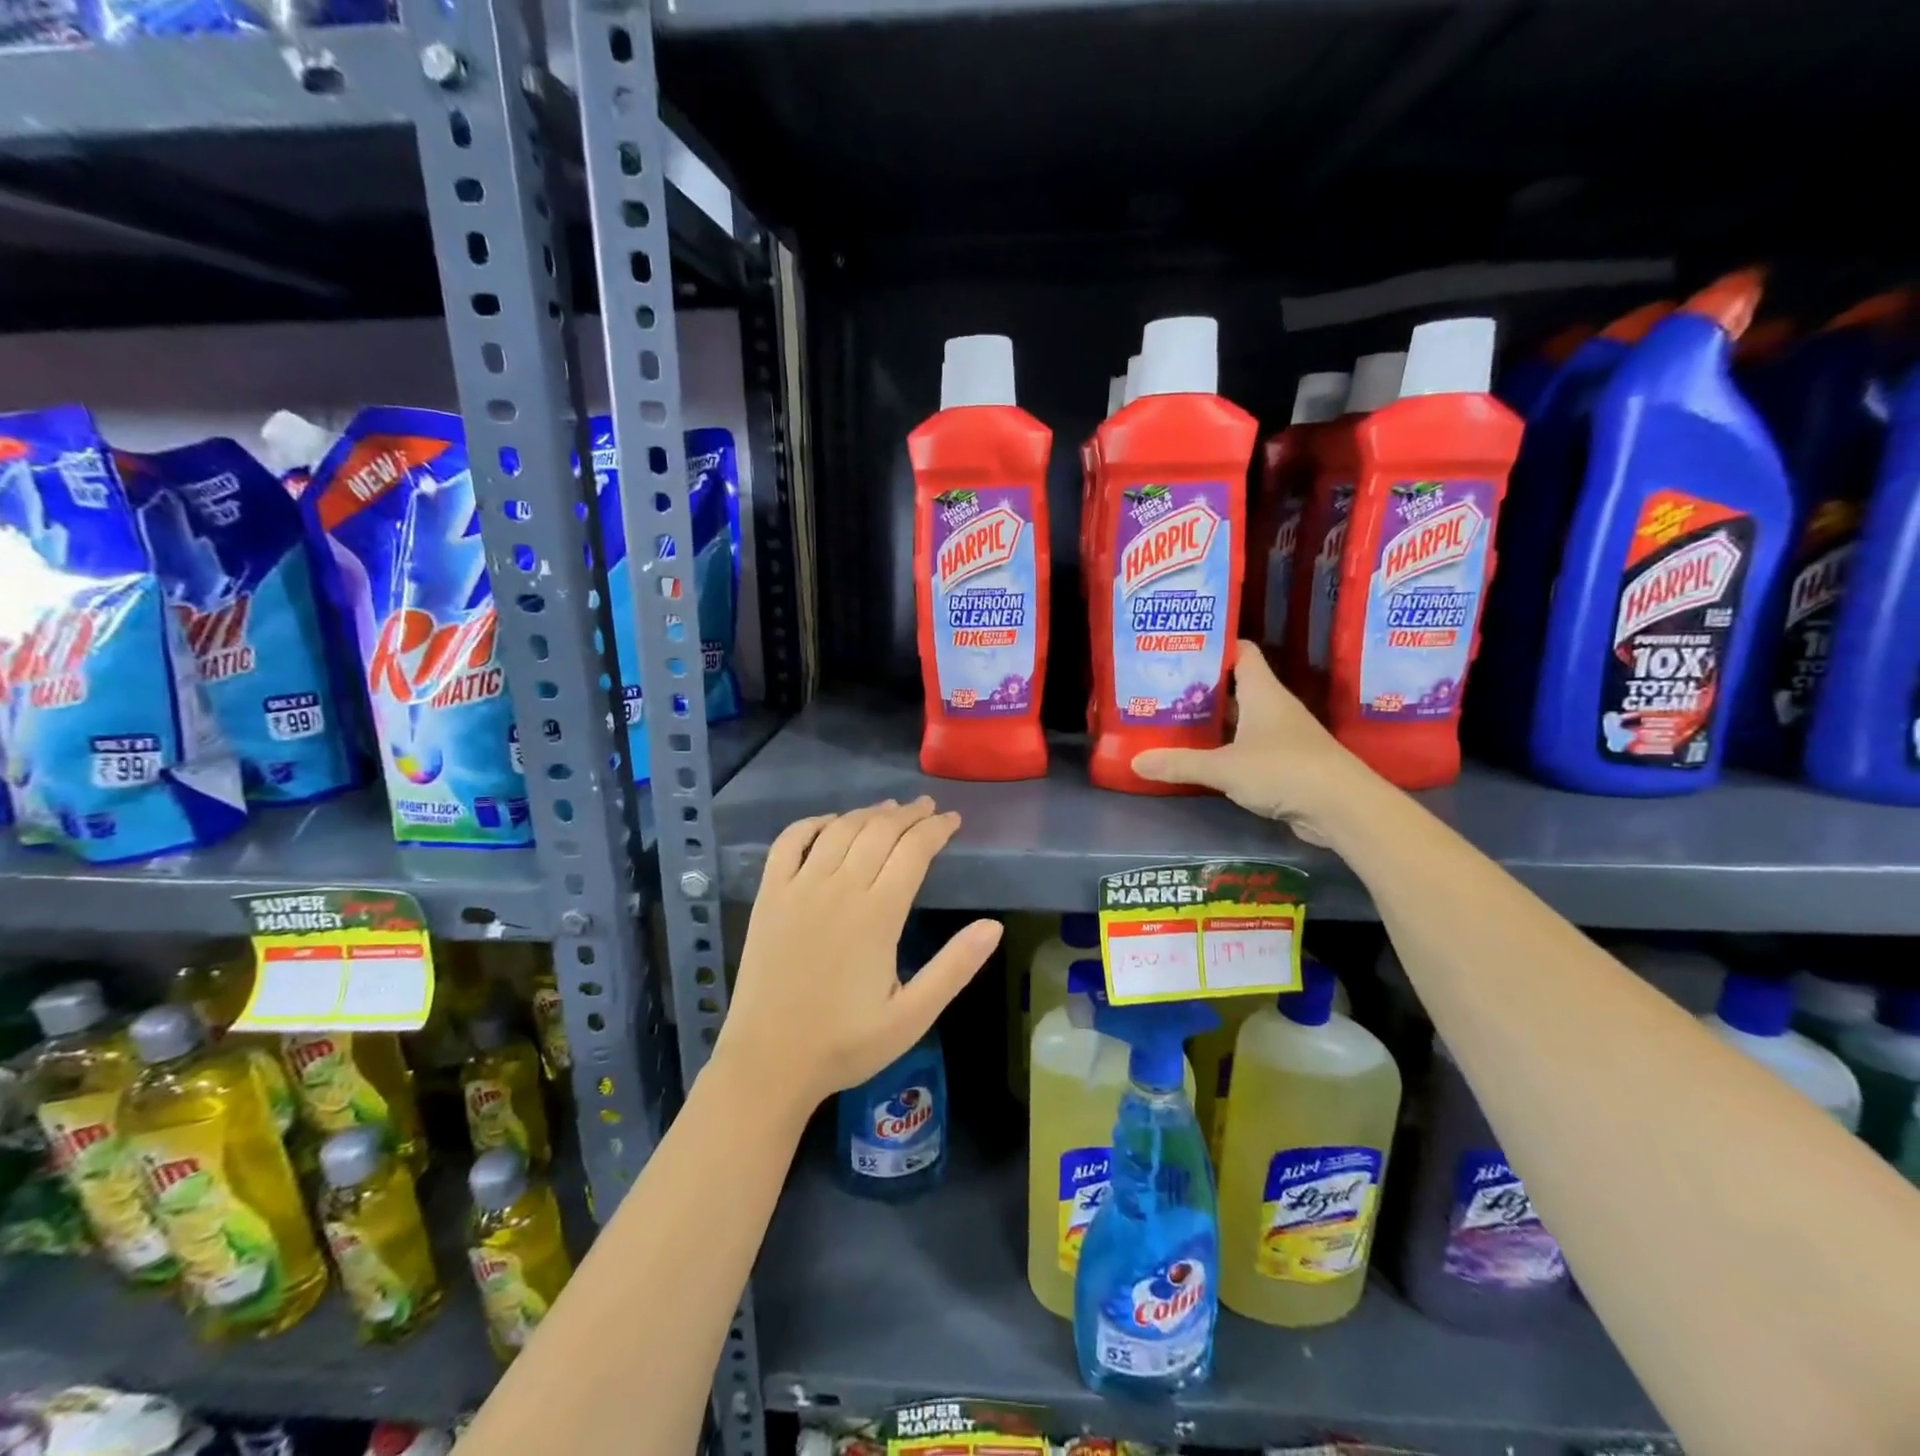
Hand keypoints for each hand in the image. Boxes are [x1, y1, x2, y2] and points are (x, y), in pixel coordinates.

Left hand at [717, 797, 1001, 1109]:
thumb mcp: (913, 1016)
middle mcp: (839, 889)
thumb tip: (994, 926)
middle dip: (909, 814)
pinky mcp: (769, 896)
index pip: (914, 851)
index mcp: (878, 915)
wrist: (768, 1062)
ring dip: (868, 813)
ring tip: (889, 809)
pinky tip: (830, 822)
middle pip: (879, 831)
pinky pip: (788, 842)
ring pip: (839, 830)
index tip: (953, 820)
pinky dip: (812, 823)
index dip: (936, 829)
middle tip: (927, 808)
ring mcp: (799, 888)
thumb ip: (954, 967)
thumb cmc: (846, 1043)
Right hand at [1132, 641, 1378, 846]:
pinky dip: (1226, 748)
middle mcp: (1273, 707)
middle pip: (1235, 686)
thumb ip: (1180, 763)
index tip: (1180, 650)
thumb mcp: (1224, 767)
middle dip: (1202, 688)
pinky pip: (1248, 746)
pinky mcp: (1285, 763)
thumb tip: (1135, 762)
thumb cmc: (1283, 769)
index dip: (1213, 647)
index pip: (1240, 652)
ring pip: (1241, 718)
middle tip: (1163, 689)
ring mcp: (1281, 735)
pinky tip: (1201, 757)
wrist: (1342, 807)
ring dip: (1213, 721)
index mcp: (1262, 692)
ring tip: (1173, 720)